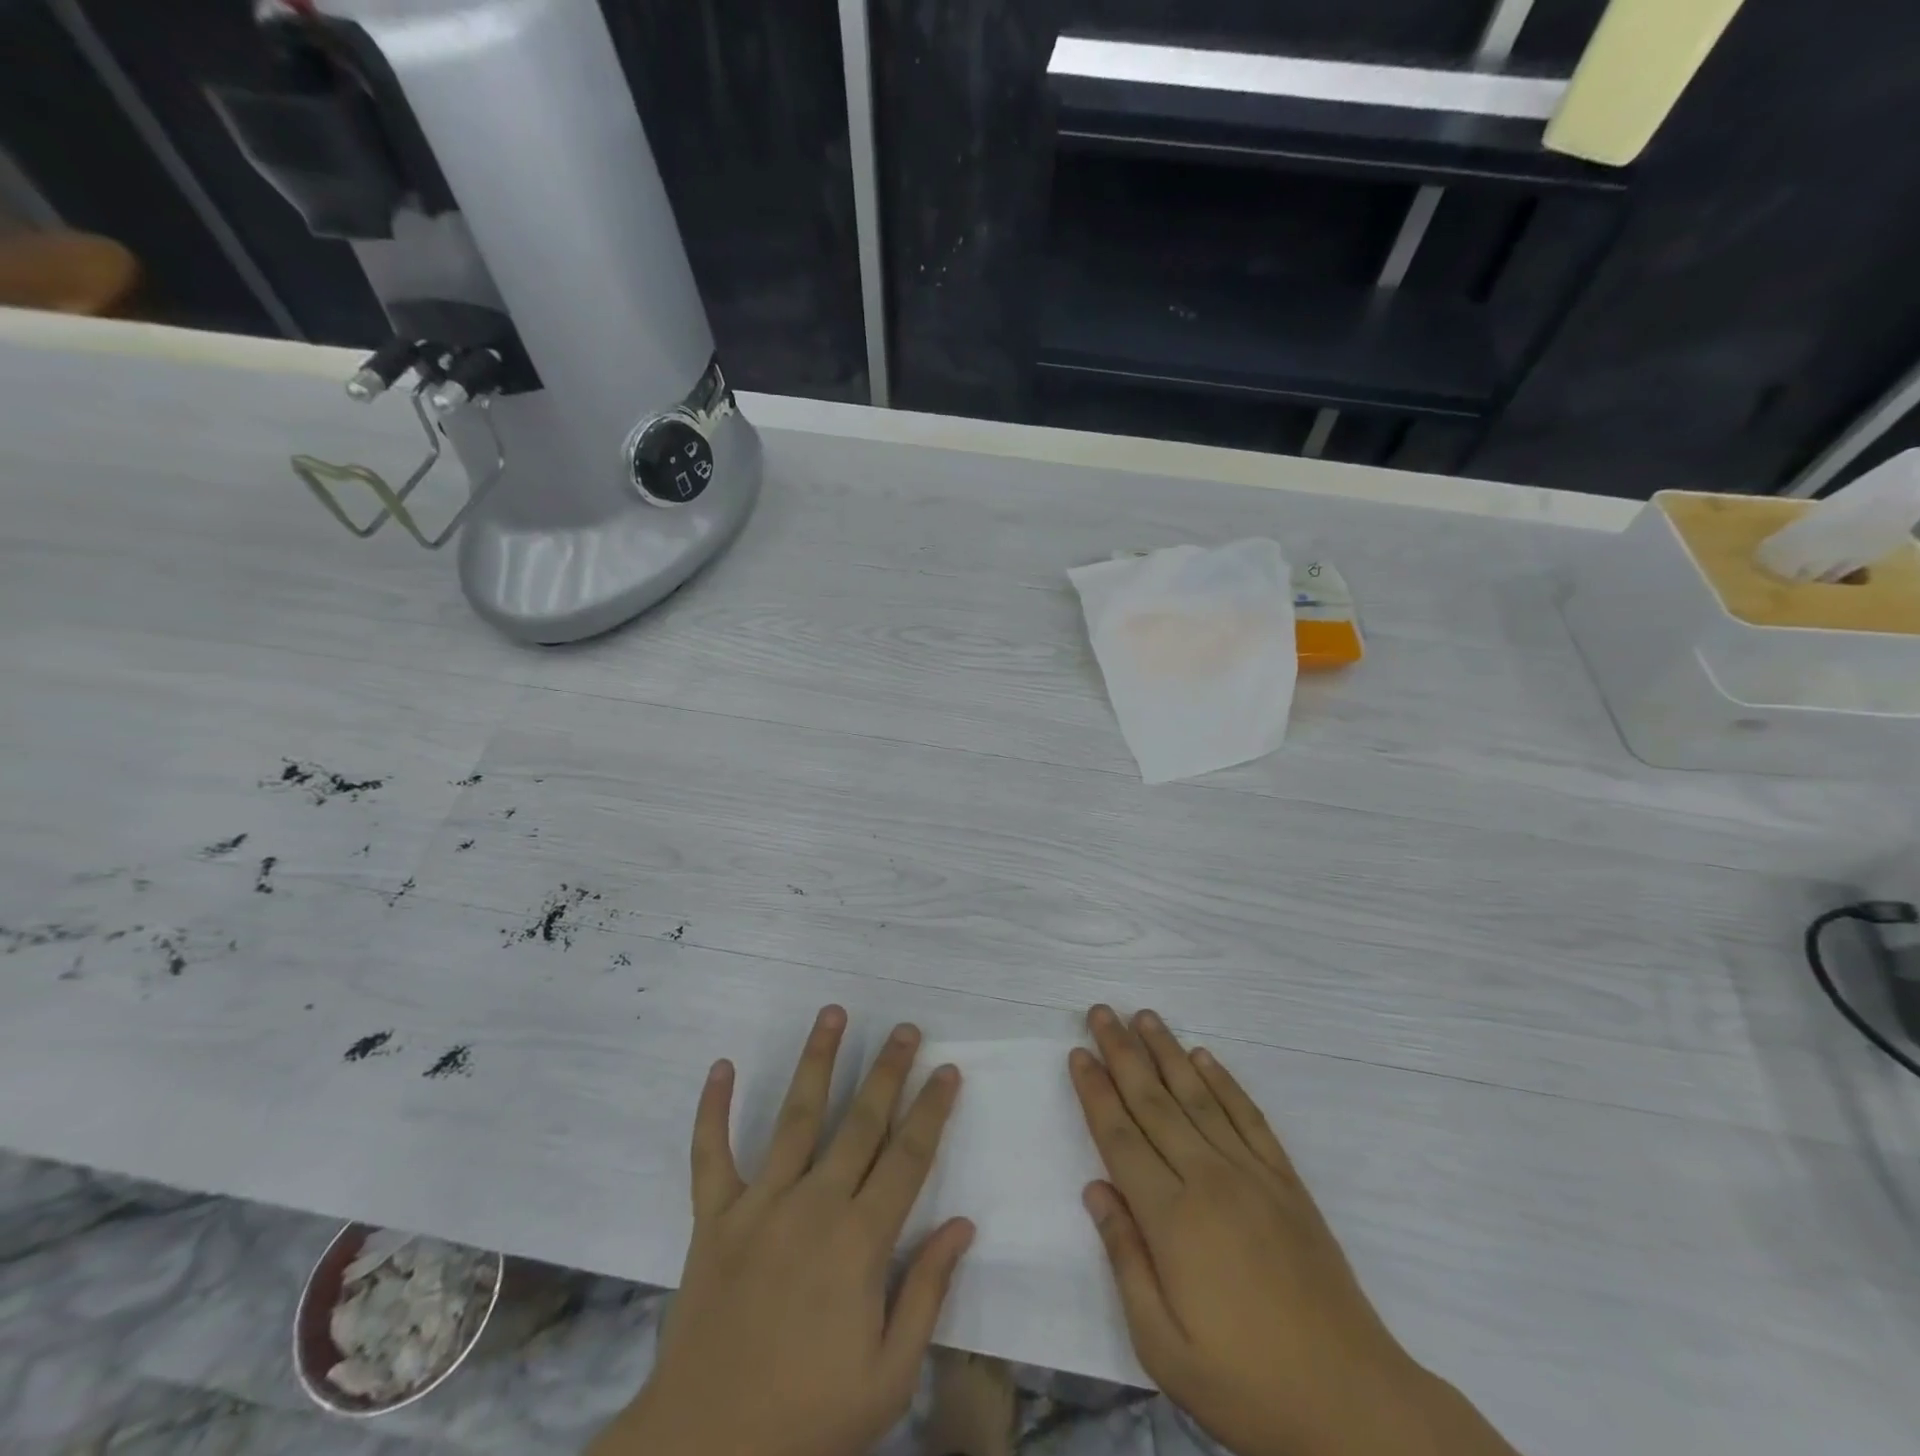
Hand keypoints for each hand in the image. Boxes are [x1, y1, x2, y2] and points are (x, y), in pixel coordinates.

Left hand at [591, 1007, 974, 1455]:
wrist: (706, 1453)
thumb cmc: (809, 1418)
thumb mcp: (889, 1376)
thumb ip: (928, 1293)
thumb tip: (962, 1224)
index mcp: (860, 1241)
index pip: (908, 1157)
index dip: (931, 1109)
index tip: (948, 1070)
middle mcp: (814, 1205)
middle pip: (861, 1122)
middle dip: (888, 1070)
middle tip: (905, 1028)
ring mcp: (759, 1205)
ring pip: (795, 1116)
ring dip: (817, 1060)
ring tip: (832, 1013)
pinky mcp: (713, 1218)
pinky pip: (710, 1154)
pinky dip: (712, 1109)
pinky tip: (721, 1065)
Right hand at [1071, 1006, 1517, 1455]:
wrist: (1353, 1403)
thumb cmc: (1247, 1385)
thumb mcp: (1164, 1348)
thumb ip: (1125, 1260)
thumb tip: (1095, 1190)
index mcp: (1172, 1219)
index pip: (1120, 1137)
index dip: (1096, 1091)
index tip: (1078, 1053)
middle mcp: (1208, 1179)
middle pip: (1154, 1101)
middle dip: (1122, 1053)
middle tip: (1101, 1012)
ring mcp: (1252, 1174)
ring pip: (1198, 1096)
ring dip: (1167, 1051)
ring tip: (1145, 1016)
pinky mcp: (1286, 1181)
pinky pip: (1248, 1116)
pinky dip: (1224, 1081)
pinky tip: (1205, 1057)